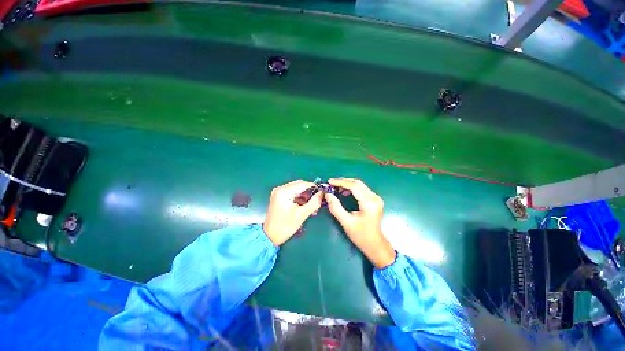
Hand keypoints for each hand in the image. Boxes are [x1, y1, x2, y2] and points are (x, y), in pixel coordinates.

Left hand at [263, 180, 322, 245]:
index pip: (302, 184)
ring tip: (312, 206)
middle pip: (299, 185)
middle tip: (317, 201)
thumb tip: (322, 193)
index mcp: (284, 191)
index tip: (322, 193)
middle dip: (309, 192)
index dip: (314, 187)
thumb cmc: (285, 226)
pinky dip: (300, 198)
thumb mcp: (302, 215)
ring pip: (297, 189)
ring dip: (305, 196)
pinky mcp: (279, 197)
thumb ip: (314, 203)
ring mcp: (278, 192)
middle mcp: (280, 189)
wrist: (270, 237)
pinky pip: (292, 193)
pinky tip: (305, 206)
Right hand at [324, 178, 395, 268]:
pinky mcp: (374, 200)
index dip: (340, 182)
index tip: (329, 182)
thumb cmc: (361, 235)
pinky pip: (362, 189)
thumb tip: (328, 195)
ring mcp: (376, 198)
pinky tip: (344, 192)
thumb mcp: (346, 222)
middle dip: (343, 182)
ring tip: (336, 188)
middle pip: (357, 183)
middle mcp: (374, 197)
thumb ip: (335, 207)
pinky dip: (352, 189)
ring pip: (360, 185)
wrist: (375, 244)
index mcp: (369, 203)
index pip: (354, 186)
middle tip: (331, 184)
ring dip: (347, 184)